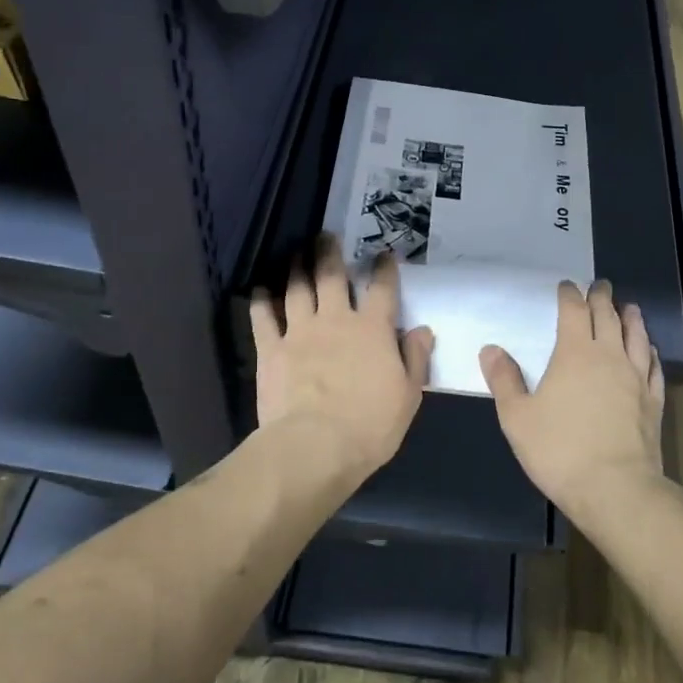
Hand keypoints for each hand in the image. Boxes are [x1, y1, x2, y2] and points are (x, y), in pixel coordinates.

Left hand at [250, 238, 433, 481]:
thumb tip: (422, 330)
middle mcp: (336, 320)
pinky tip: (260, 288)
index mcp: (372, 329)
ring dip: (297, 268)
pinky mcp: (271, 350)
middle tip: (326, 236)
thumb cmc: (370, 425)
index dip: (384, 268)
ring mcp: (300, 332)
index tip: (384, 254)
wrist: (315, 446)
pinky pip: (264, 317)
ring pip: (297, 289)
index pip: (382, 289)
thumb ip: (415, 358)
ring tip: (296, 253)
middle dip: (330, 253)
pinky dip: (262, 300)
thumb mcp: (408, 395)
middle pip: (332, 276)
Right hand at [479, 280, 665, 511]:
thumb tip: (490, 349)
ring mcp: (636, 378)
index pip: (574, 312)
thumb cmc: (559, 450)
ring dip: (630, 318)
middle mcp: (610, 356)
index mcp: (575, 353)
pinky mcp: (653, 401)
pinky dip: (649, 351)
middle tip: (600, 286)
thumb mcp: (517, 417)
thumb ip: (504, 380)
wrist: (615, 488)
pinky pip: (652, 366)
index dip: (569, 295)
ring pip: (636, 336)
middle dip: (601, 298)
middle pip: (608, 316)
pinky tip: (648, 351)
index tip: (567, 286)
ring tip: (629, 307)